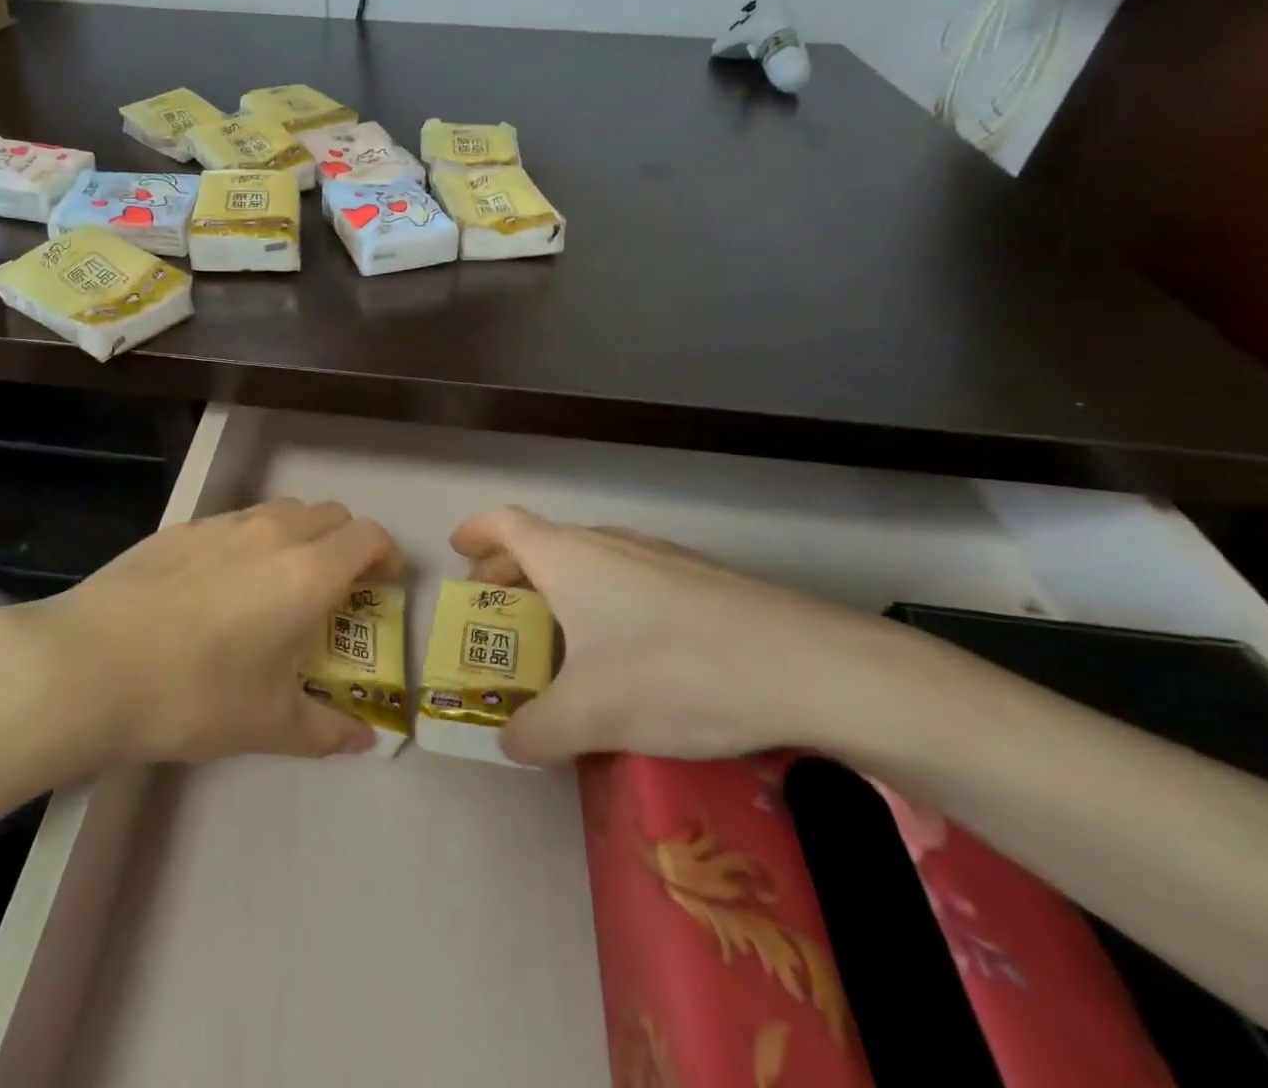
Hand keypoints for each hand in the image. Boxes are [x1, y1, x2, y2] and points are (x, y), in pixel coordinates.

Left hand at [0, 500, 397, 763]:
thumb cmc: (194, 695)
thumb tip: (365, 742)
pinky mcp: (181, 528)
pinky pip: (236, 522)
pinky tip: (218, 588)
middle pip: (331, 515)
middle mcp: (273, 533)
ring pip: (282, 512)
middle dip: (345, 545)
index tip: (381, 588)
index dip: (385, 557)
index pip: (368, 537)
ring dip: (299, 538)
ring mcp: (223, 524)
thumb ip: (326, 729)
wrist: (90, 665)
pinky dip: (251, 541)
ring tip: (277, 586)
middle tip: (334, 592)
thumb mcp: (268, 723)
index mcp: (307, 572)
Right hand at [451, 507, 898, 765]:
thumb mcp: (592, 715)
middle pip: (542, 543)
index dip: (476, 532)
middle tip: (494, 605)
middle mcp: (608, 544)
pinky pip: (626, 577)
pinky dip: (600, 598)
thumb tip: (510, 743)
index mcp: (569, 558)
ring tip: (554, 631)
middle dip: (509, 570)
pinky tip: (623, 648)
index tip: (457, 550)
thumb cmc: (676, 673)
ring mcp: (658, 557)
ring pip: (587, 560)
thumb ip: (537, 731)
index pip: (506, 525)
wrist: (810, 666)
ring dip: (557, 585)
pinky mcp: (699, 580)